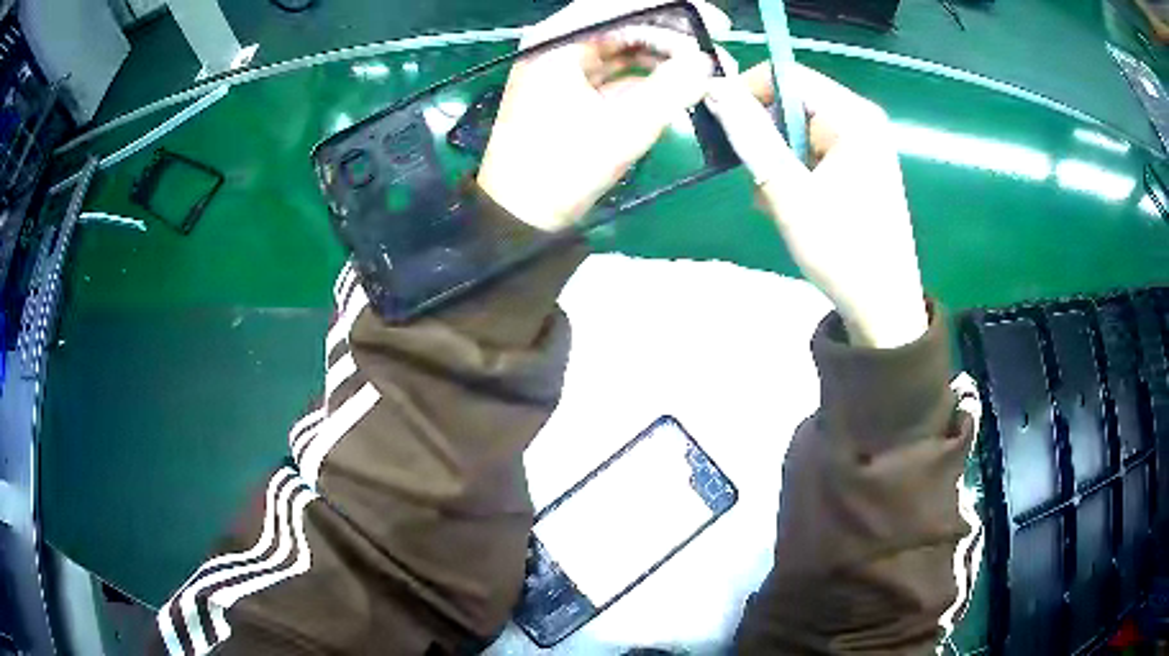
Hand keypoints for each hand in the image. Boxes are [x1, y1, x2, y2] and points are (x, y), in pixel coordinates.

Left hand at [477, 0, 730, 231]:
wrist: (520, 215)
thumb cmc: (563, 168)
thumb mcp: (625, 127)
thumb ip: (672, 88)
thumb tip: (708, 62)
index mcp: (558, 39)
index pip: (623, 6)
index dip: (676, 9)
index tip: (718, 24)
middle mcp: (559, 42)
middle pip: (627, 23)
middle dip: (676, 37)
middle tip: (719, 57)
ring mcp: (564, 64)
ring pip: (626, 46)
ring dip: (667, 57)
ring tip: (707, 75)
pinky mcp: (572, 87)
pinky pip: (618, 69)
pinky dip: (649, 76)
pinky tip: (680, 86)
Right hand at [705, 64, 927, 348]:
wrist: (883, 308)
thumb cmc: (841, 251)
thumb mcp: (789, 193)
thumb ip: (752, 137)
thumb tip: (714, 89)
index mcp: (853, 118)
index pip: (786, 76)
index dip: (747, 92)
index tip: (721, 126)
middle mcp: (861, 121)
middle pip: (793, 102)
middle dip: (764, 135)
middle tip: (753, 177)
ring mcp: (863, 145)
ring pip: (798, 130)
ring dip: (776, 159)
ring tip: (773, 199)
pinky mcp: (860, 167)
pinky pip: (813, 151)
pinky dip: (794, 171)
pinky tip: (791, 204)